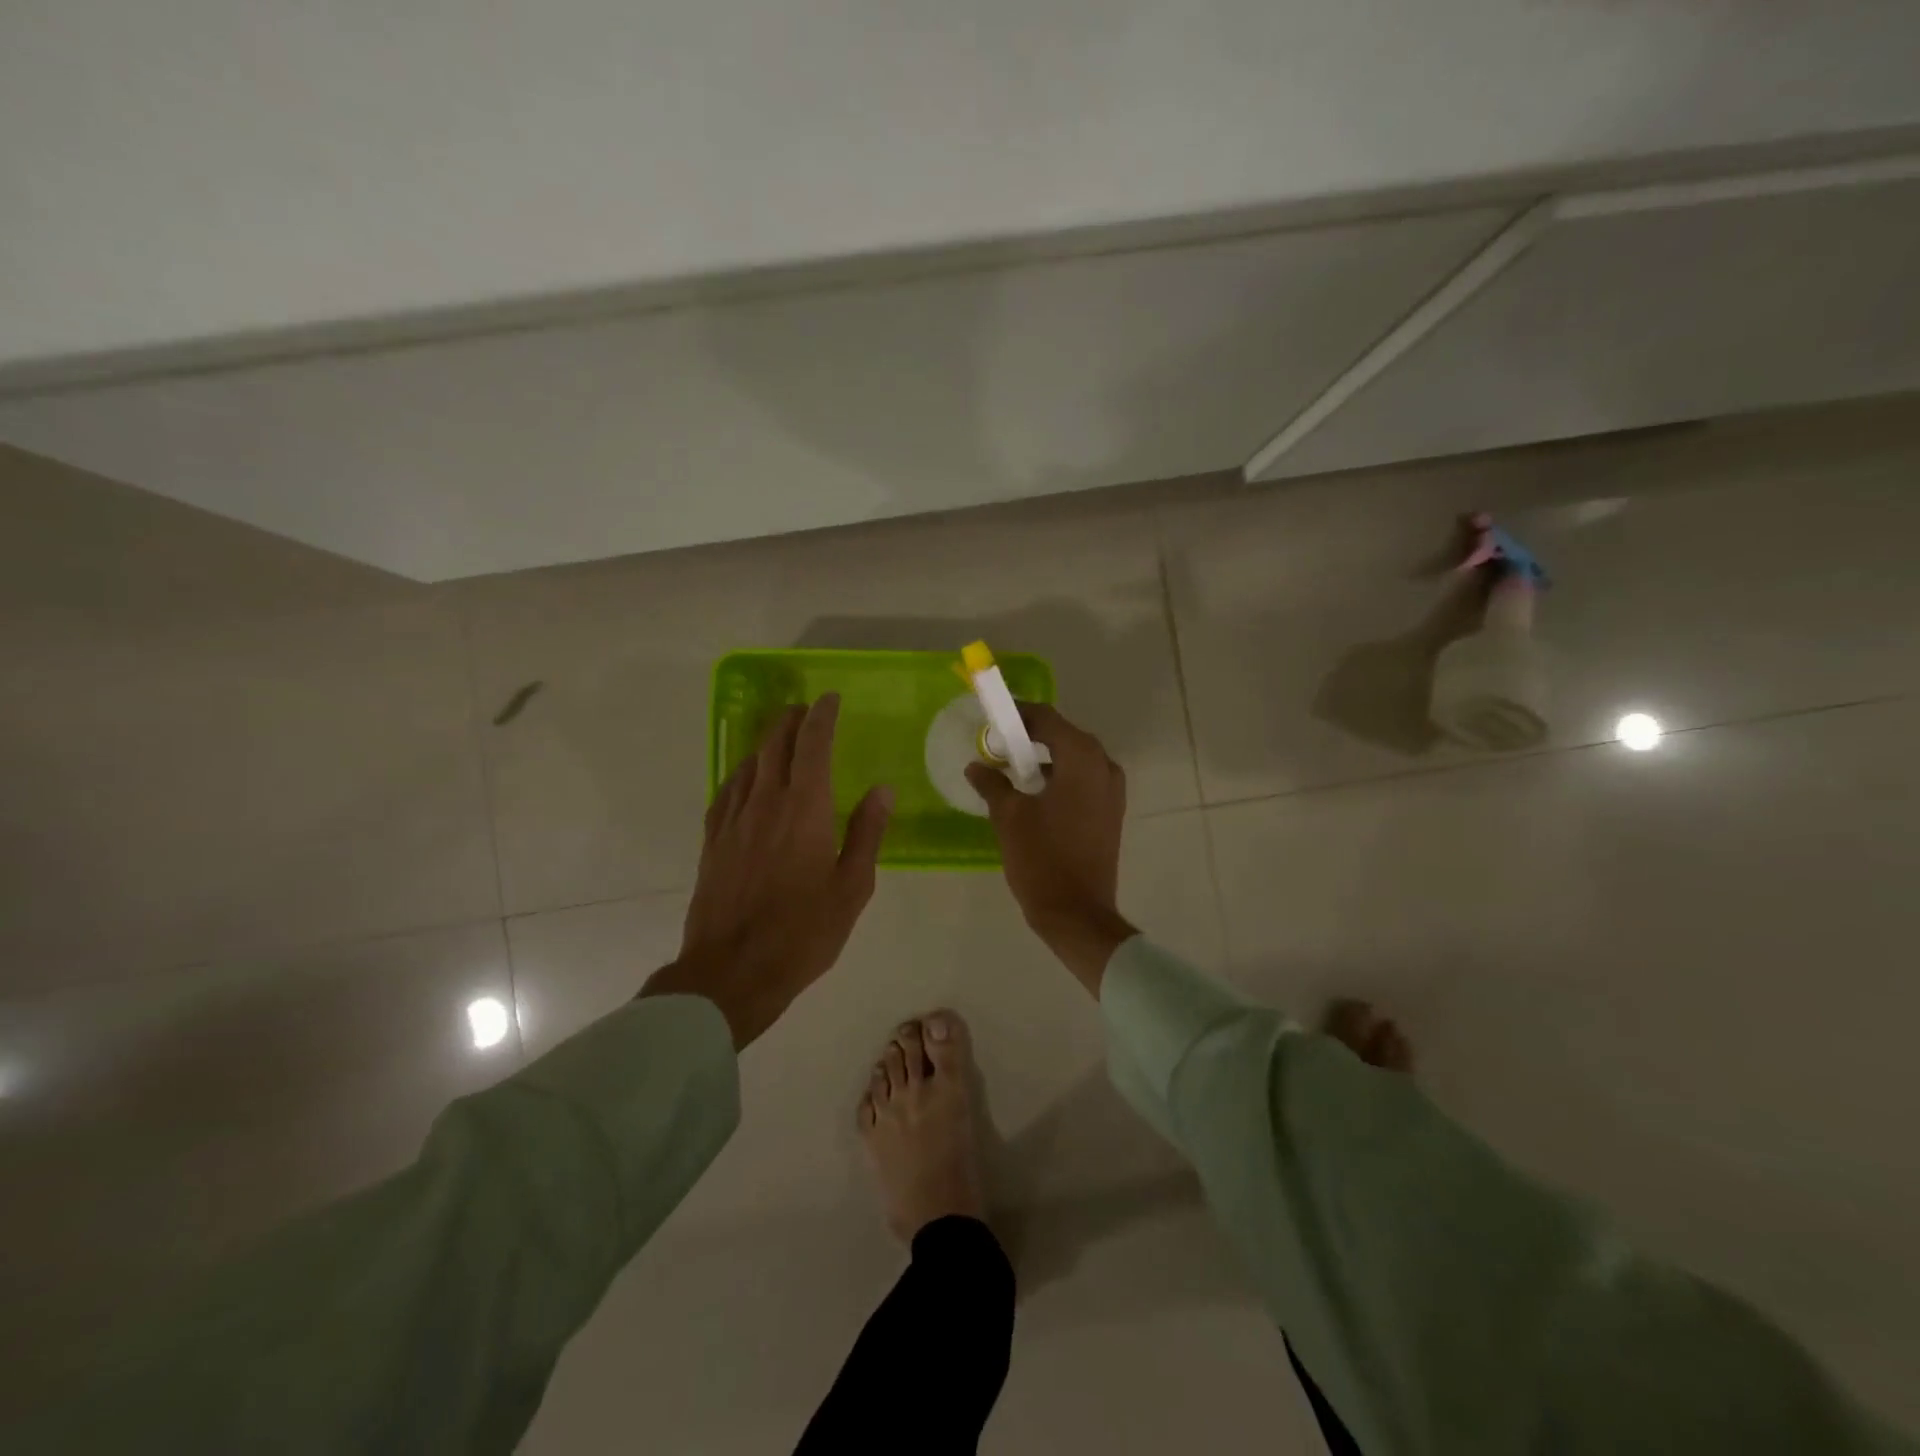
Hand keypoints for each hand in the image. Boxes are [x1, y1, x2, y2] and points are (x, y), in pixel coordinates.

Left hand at [642, 694, 892, 1047]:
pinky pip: (727, 790)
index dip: (821, 716)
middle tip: (806, 709)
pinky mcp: (714, 841)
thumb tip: (882, 789)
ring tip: (781, 733)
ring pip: (749, 764)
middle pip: (776, 745)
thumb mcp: (852, 887)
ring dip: (767, 741)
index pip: (812, 744)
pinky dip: (742, 772)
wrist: (732, 971)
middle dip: (792, 720)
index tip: (830, 698)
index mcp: (805, 808)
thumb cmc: (803, 932)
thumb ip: (866, 833)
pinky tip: (746, 776)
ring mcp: (734, 820)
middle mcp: (766, 802)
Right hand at [965, 704, 1136, 994]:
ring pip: (1074, 758)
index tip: (991, 717)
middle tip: (996, 744)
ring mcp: (1112, 790)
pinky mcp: (1111, 811)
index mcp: (1081, 758)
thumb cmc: (1042, 859)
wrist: (1077, 913)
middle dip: (1029, 736)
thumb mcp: (1009, 817)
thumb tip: (976, 766)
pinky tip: (1033, 793)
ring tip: (1010, 769)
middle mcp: (1104, 766)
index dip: (1017, 714)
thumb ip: (992, 783)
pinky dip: (1059, 777)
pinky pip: (1082, 780)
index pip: (1046, 718)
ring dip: (1044, 758)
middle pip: (1063, 735)